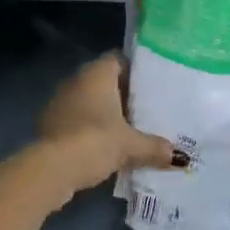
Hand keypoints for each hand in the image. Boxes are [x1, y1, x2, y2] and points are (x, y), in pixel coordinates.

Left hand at [25, 52, 180, 208]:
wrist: (51, 169)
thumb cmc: (95, 141)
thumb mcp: (131, 145)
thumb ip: (154, 147)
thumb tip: (179, 157)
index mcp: (97, 73)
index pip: (119, 59)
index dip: (135, 70)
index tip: (152, 85)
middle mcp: (77, 80)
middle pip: (105, 81)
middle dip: (123, 95)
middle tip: (146, 109)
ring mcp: (59, 101)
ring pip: (89, 101)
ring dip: (105, 113)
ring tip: (128, 129)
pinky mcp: (50, 124)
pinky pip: (77, 118)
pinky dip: (90, 128)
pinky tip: (104, 145)